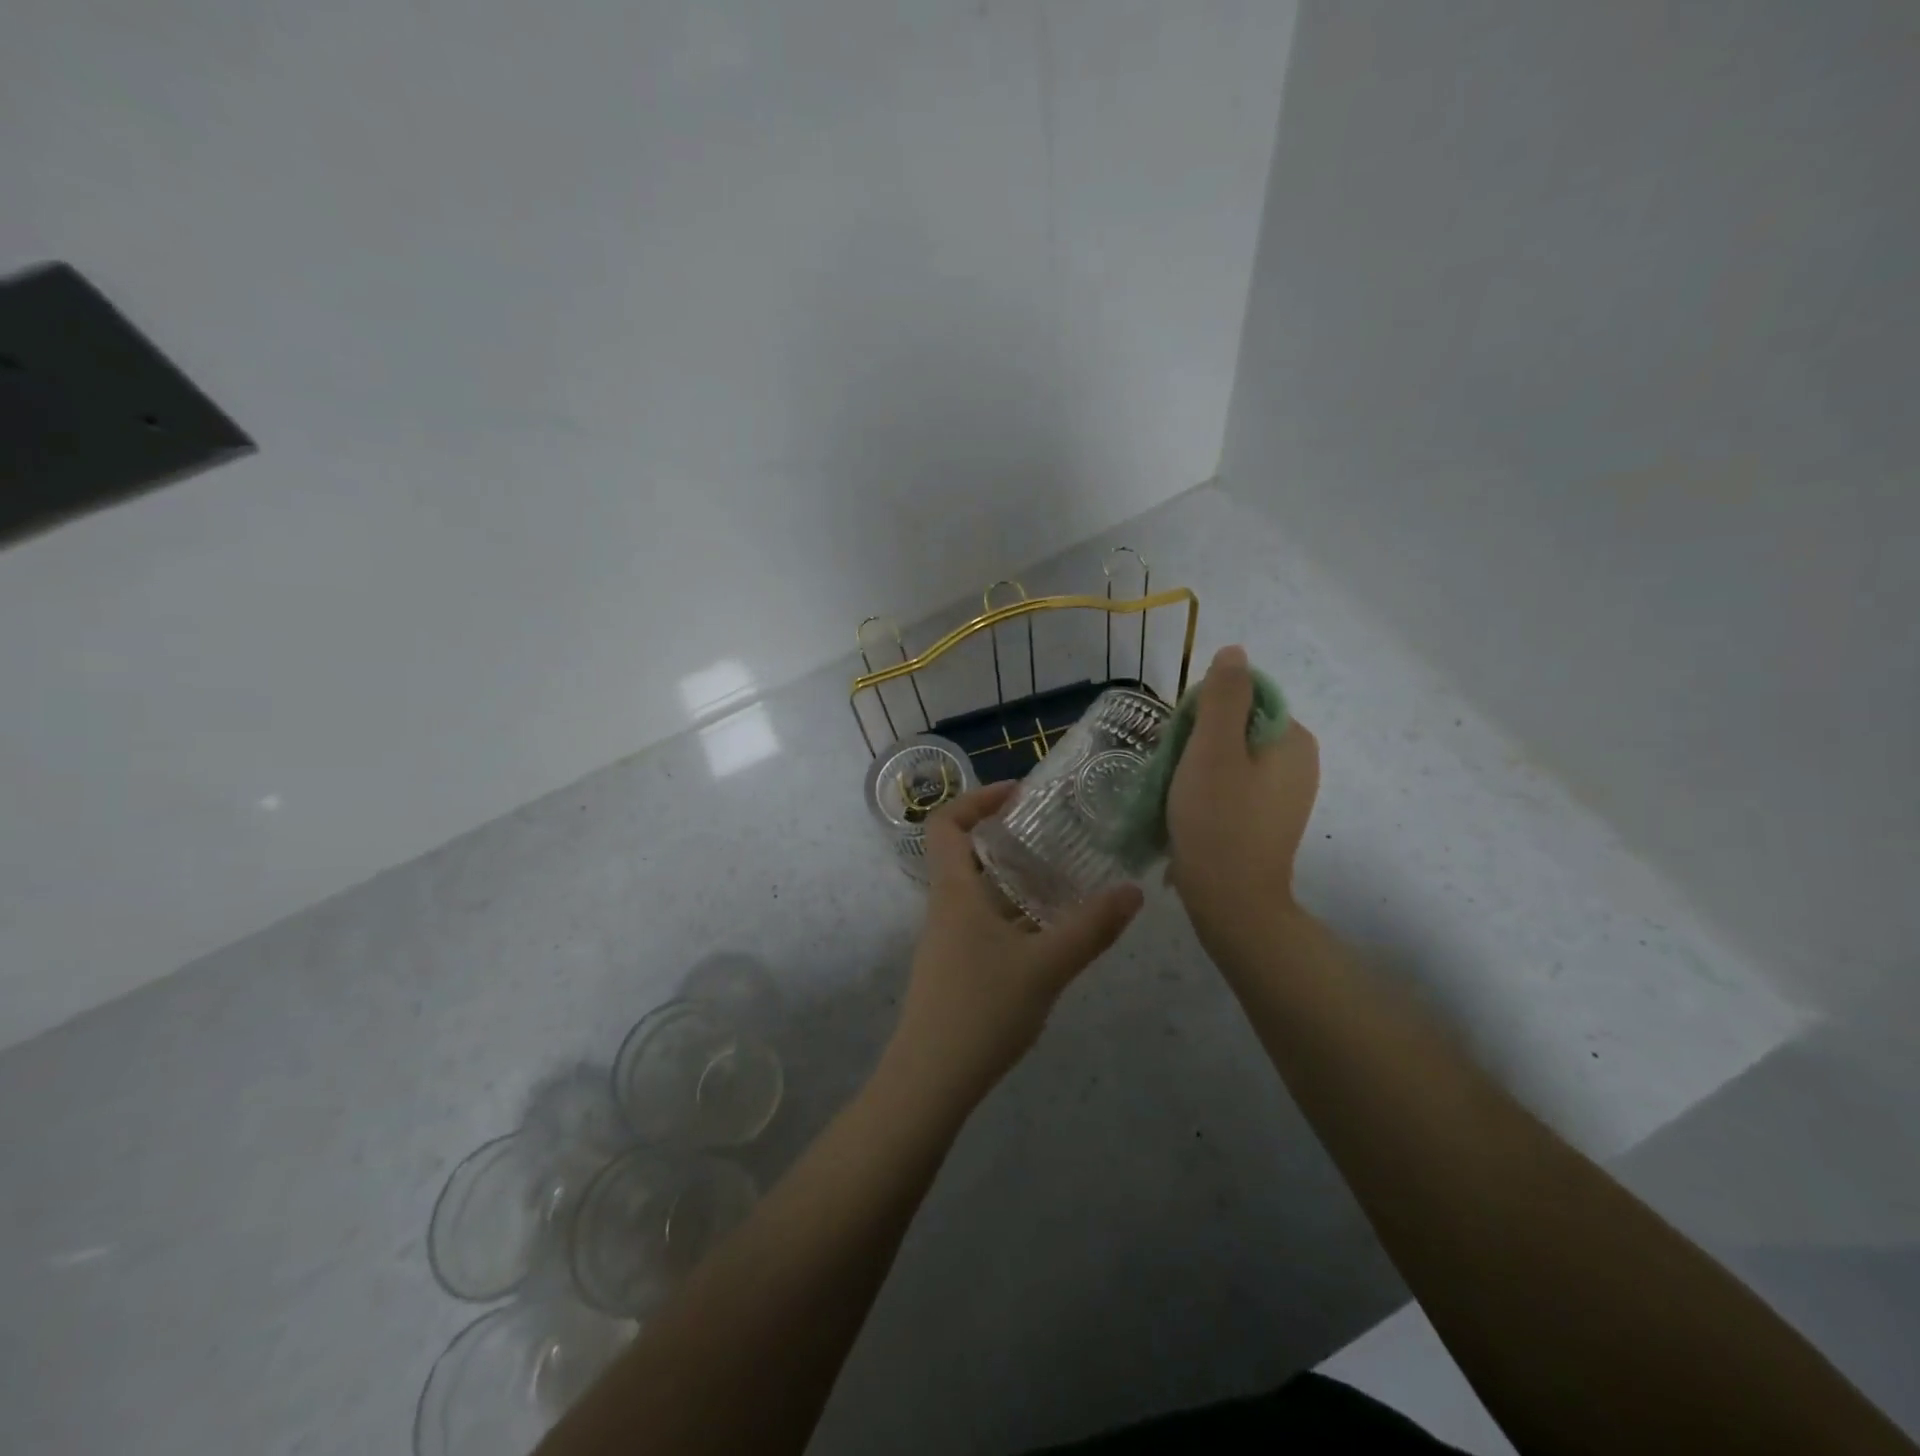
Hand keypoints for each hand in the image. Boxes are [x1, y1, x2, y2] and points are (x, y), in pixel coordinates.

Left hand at [884, 781, 1142, 1108]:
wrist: (931, 1079)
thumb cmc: (982, 1009)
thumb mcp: (1046, 966)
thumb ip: (1091, 928)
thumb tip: (1133, 892)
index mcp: (954, 891)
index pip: (946, 823)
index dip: (977, 799)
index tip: (1019, 795)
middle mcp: (944, 907)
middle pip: (965, 853)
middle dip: (1007, 837)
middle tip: (1054, 833)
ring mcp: (946, 939)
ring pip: (978, 891)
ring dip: (1014, 878)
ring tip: (1063, 878)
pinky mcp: (954, 967)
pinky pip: (983, 922)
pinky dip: (1013, 913)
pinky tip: (1050, 933)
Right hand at [1166, 645, 1319, 965]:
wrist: (1231, 902)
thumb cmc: (1218, 822)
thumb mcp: (1212, 750)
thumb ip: (1223, 696)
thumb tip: (1234, 652)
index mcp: (1292, 738)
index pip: (1244, 696)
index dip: (1205, 711)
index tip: (1183, 742)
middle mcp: (1299, 761)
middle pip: (1237, 726)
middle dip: (1199, 740)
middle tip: (1174, 771)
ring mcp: (1286, 793)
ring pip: (1231, 757)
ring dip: (1199, 766)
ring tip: (1177, 794)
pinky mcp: (1269, 818)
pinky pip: (1235, 785)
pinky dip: (1210, 790)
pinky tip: (1190, 812)